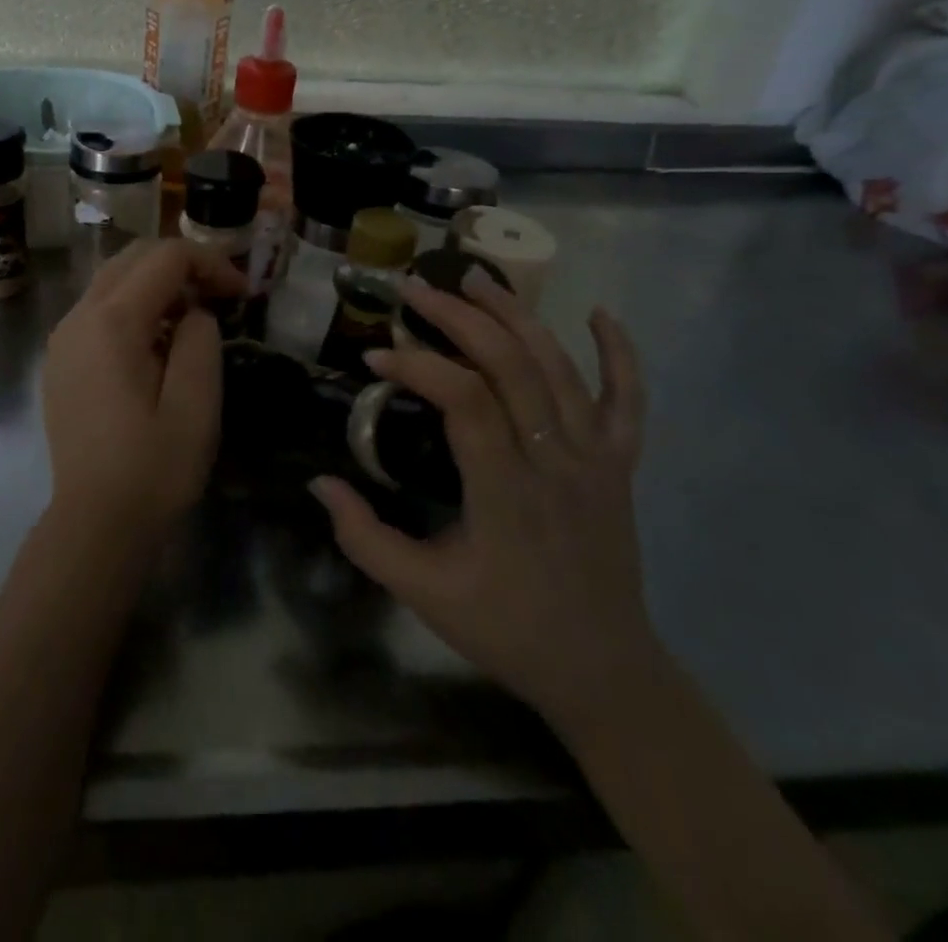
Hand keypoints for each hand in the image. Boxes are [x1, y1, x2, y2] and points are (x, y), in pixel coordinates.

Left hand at [41, 239, 244, 538]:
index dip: (211, 263)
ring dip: (157, 286)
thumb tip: (193, 312)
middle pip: (133, 257)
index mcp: (112, 322)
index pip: (165, 257)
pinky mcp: (59, 361)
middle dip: (182, 266)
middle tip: (221, 298)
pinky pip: (98, 311)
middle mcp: (78, 317)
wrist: (95, 524)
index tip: (243, 295)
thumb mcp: (197, 403)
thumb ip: (200, 338)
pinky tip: (156, 346)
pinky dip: (133, 308)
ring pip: (112, 281)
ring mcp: (62, 339)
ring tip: (193, 321)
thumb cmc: (153, 468)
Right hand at [310, 268, 655, 730]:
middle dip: (460, 318)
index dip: (419, 366)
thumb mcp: (421, 593)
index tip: (375, 353)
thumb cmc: (505, 629)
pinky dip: (620, 353)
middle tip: (415, 289)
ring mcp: (596, 460)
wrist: (603, 671)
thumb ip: (363, 537)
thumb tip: (319, 480)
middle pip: (513, 367)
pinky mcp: (620, 465)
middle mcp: (555, 464)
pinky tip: (598, 313)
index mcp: (506, 495)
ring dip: (517, 315)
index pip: (466, 403)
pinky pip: (628, 401)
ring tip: (475, 277)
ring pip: (560, 369)